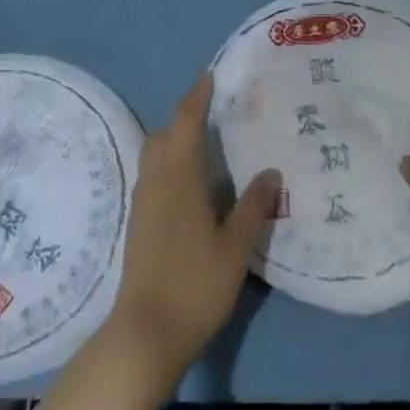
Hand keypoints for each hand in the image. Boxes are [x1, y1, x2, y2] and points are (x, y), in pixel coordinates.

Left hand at [106, 74, 279, 387]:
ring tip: (202, 136)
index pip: (186, 124)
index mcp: (179, 178)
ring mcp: (143, 202)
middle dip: (184, 114)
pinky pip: (152, 172)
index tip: (209, 77)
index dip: (197, 98)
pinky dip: (168, 159)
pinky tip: (188, 177)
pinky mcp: (139, 221)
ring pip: (154, 153)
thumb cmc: (195, 284)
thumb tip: (271, 171)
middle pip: (164, 133)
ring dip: (173, 136)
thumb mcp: (235, 247)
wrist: (146, 332)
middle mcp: (156, 181)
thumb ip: (254, 207)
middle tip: (210, 105)